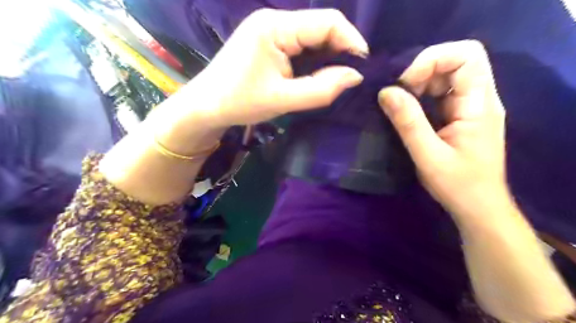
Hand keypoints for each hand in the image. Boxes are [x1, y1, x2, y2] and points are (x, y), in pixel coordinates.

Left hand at [175, 7, 370, 128]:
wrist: (206, 105)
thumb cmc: (240, 102)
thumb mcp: (284, 99)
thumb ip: (321, 89)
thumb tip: (355, 76)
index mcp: (275, 26)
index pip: (327, 21)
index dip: (351, 41)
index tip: (363, 67)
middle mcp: (274, 19)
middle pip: (321, 27)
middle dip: (341, 50)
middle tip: (350, 77)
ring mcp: (270, 28)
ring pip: (312, 36)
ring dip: (328, 56)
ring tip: (336, 78)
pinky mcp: (268, 40)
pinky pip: (300, 44)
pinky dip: (314, 59)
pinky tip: (317, 75)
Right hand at [382, 40, 510, 221]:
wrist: (478, 207)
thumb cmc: (458, 186)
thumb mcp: (428, 156)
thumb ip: (408, 122)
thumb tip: (385, 92)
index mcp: (479, 105)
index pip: (467, 55)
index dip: (432, 60)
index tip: (405, 83)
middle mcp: (480, 98)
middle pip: (455, 61)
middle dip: (422, 71)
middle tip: (398, 93)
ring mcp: (471, 106)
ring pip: (446, 75)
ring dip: (419, 83)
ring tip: (399, 103)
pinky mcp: (460, 115)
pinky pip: (441, 92)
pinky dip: (421, 94)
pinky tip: (407, 110)